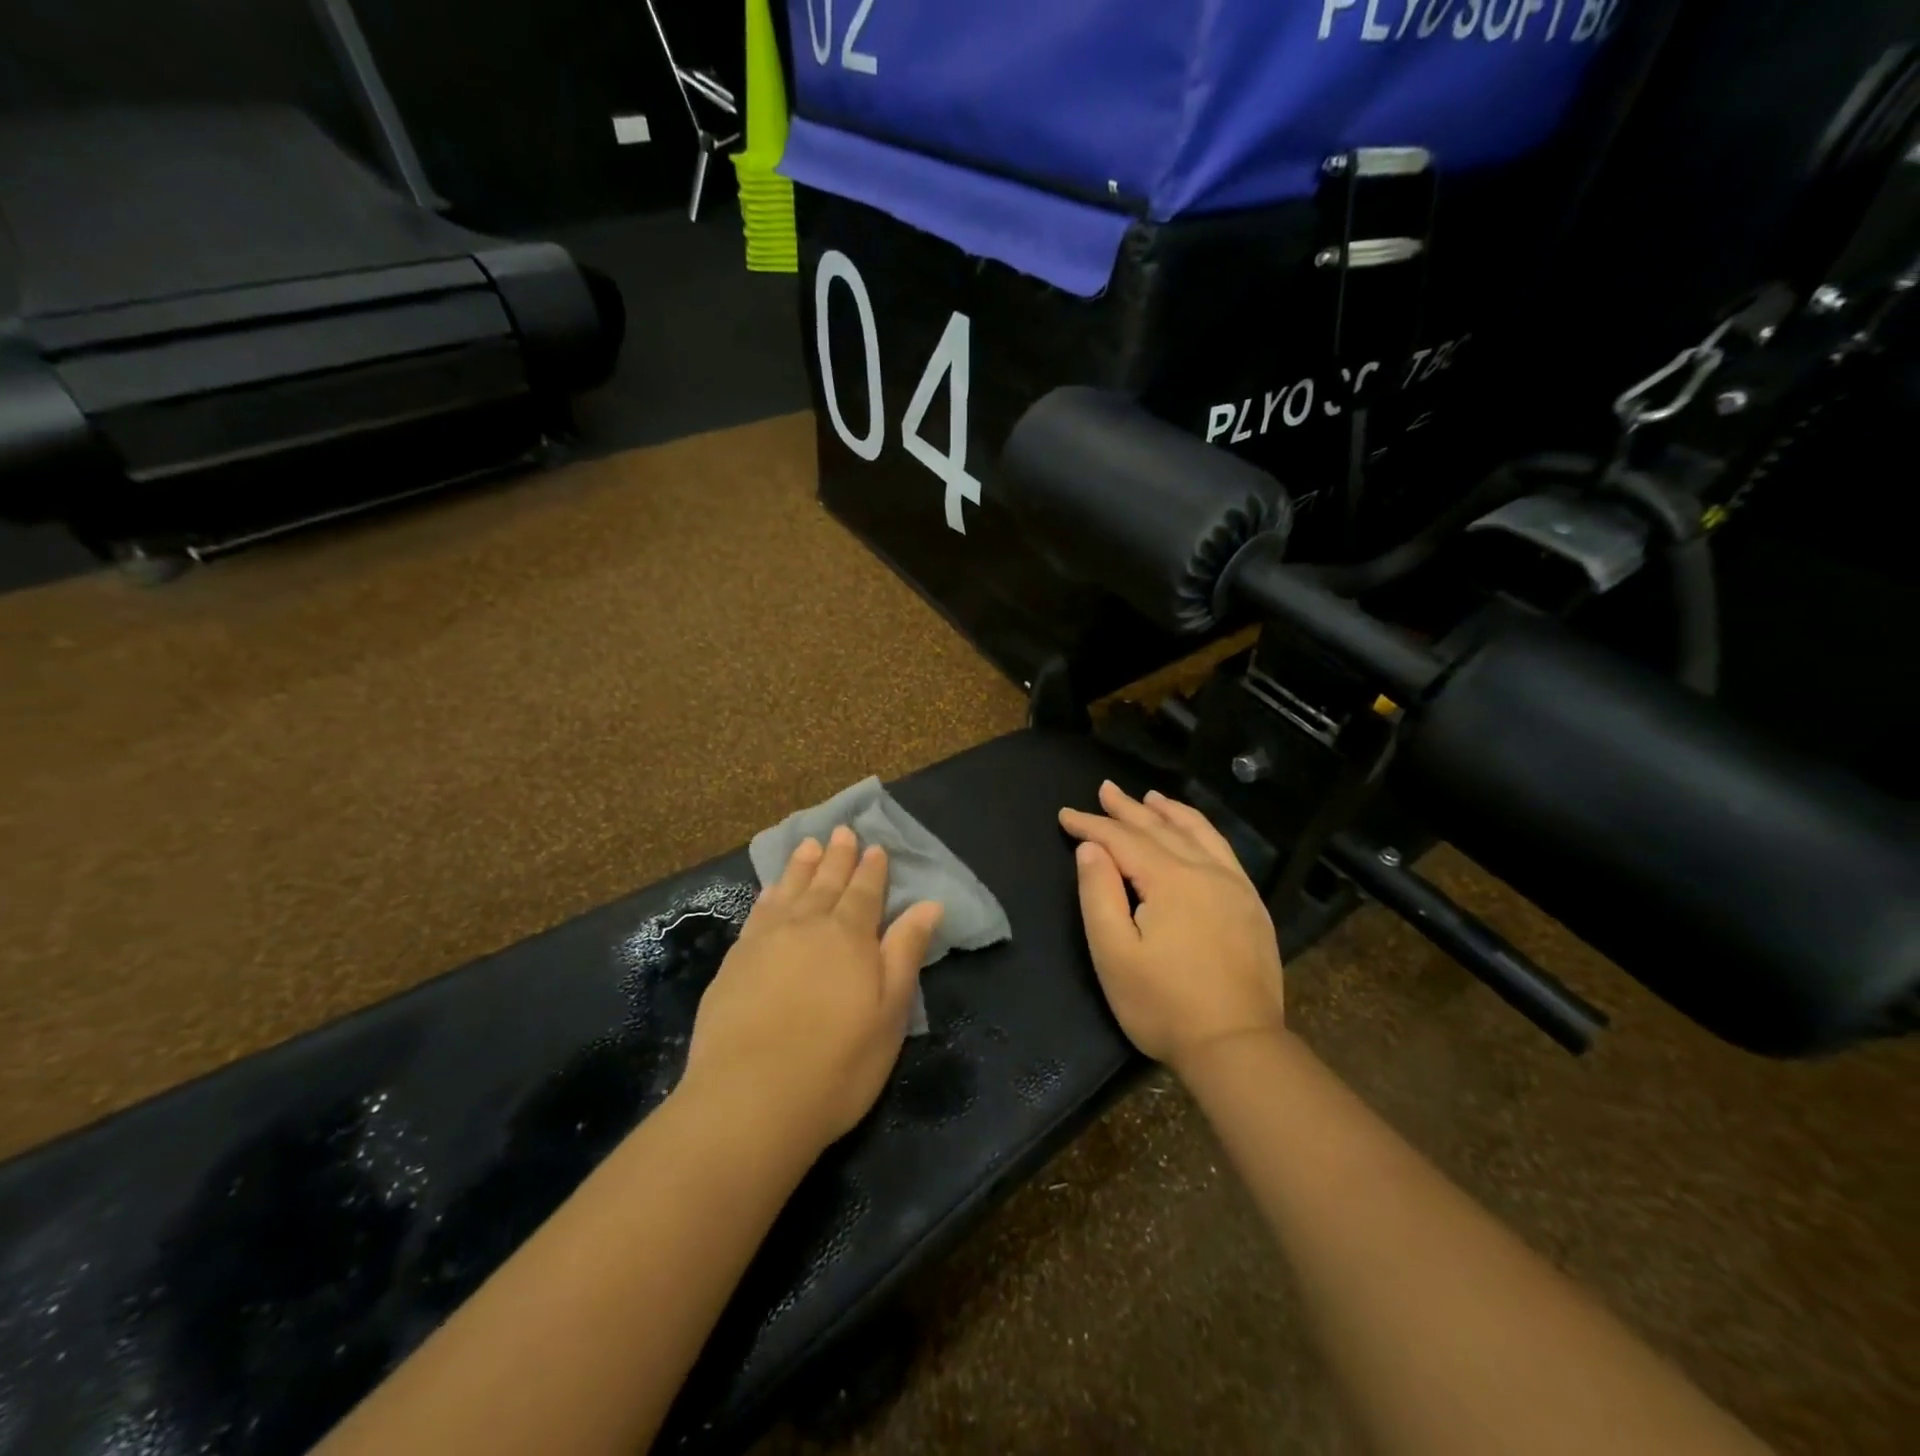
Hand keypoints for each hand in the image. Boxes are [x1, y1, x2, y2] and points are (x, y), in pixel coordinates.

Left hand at [682, 827, 942, 1152]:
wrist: (749, 1100)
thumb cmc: (837, 1064)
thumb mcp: (889, 1013)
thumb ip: (905, 952)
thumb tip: (928, 904)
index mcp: (850, 936)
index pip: (866, 892)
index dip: (872, 869)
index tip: (875, 847)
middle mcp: (808, 926)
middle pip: (827, 882)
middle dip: (837, 856)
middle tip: (842, 831)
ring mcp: (766, 941)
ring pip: (790, 889)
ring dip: (802, 866)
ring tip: (809, 844)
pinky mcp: (735, 962)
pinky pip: (758, 912)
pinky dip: (769, 894)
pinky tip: (771, 889)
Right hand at [1060, 781, 1285, 1072]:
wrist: (1238, 1046)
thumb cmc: (1163, 1005)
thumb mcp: (1114, 954)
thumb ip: (1098, 894)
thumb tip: (1090, 848)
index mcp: (1170, 880)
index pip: (1123, 840)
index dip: (1091, 825)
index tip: (1065, 815)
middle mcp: (1205, 871)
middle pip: (1160, 828)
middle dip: (1127, 809)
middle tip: (1104, 789)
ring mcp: (1234, 886)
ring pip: (1198, 833)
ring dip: (1169, 812)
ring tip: (1150, 797)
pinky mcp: (1251, 905)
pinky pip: (1223, 851)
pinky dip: (1202, 831)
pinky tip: (1194, 832)